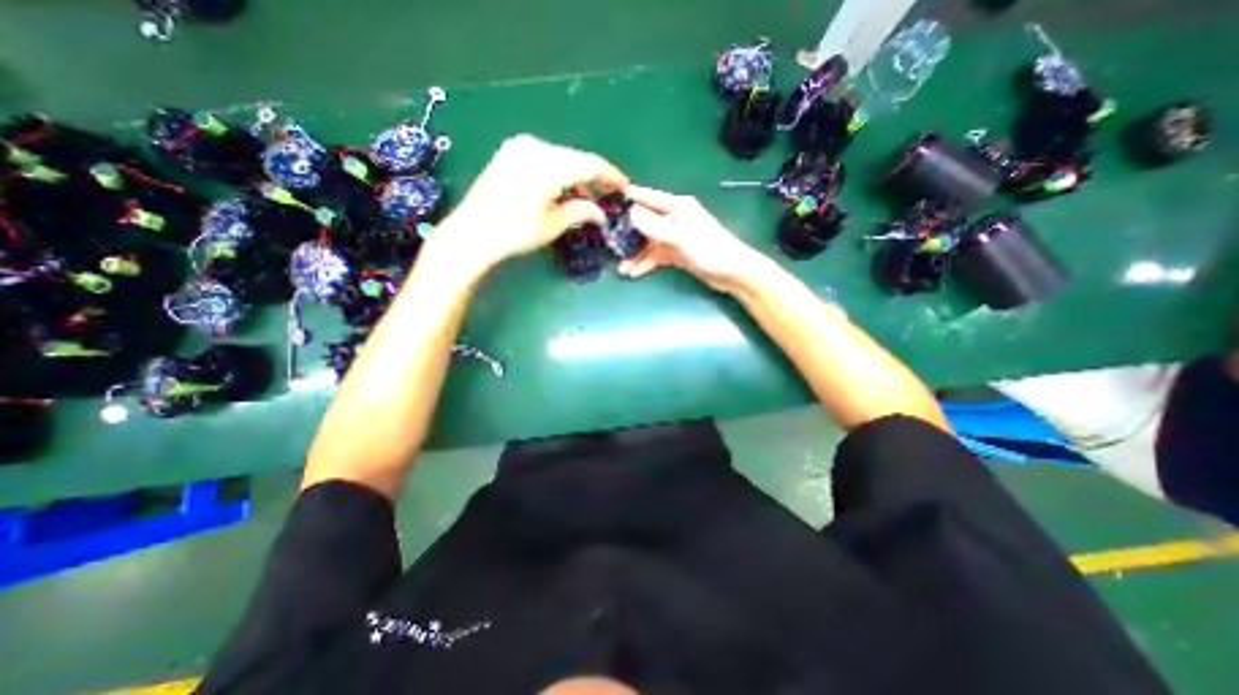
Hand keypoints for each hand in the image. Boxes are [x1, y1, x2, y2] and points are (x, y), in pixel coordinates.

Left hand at [431, 133, 629, 274]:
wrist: (473, 232)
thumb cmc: (515, 232)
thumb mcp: (553, 224)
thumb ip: (582, 211)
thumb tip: (601, 213)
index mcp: (549, 165)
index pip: (590, 164)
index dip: (610, 175)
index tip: (624, 186)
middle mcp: (536, 147)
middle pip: (576, 159)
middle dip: (594, 178)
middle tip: (607, 195)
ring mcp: (520, 146)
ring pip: (561, 158)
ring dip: (576, 176)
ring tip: (587, 198)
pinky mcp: (511, 152)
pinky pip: (545, 158)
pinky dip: (559, 172)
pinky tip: (564, 190)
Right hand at [621, 183, 765, 293]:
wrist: (734, 274)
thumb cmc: (712, 251)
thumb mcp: (683, 239)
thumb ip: (657, 227)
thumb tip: (631, 212)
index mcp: (678, 207)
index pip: (648, 198)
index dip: (628, 198)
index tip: (606, 200)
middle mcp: (674, 219)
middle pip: (644, 222)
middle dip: (628, 234)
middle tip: (609, 244)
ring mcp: (675, 237)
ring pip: (648, 242)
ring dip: (635, 254)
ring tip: (621, 268)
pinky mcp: (677, 253)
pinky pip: (656, 256)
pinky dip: (646, 263)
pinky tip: (634, 273)